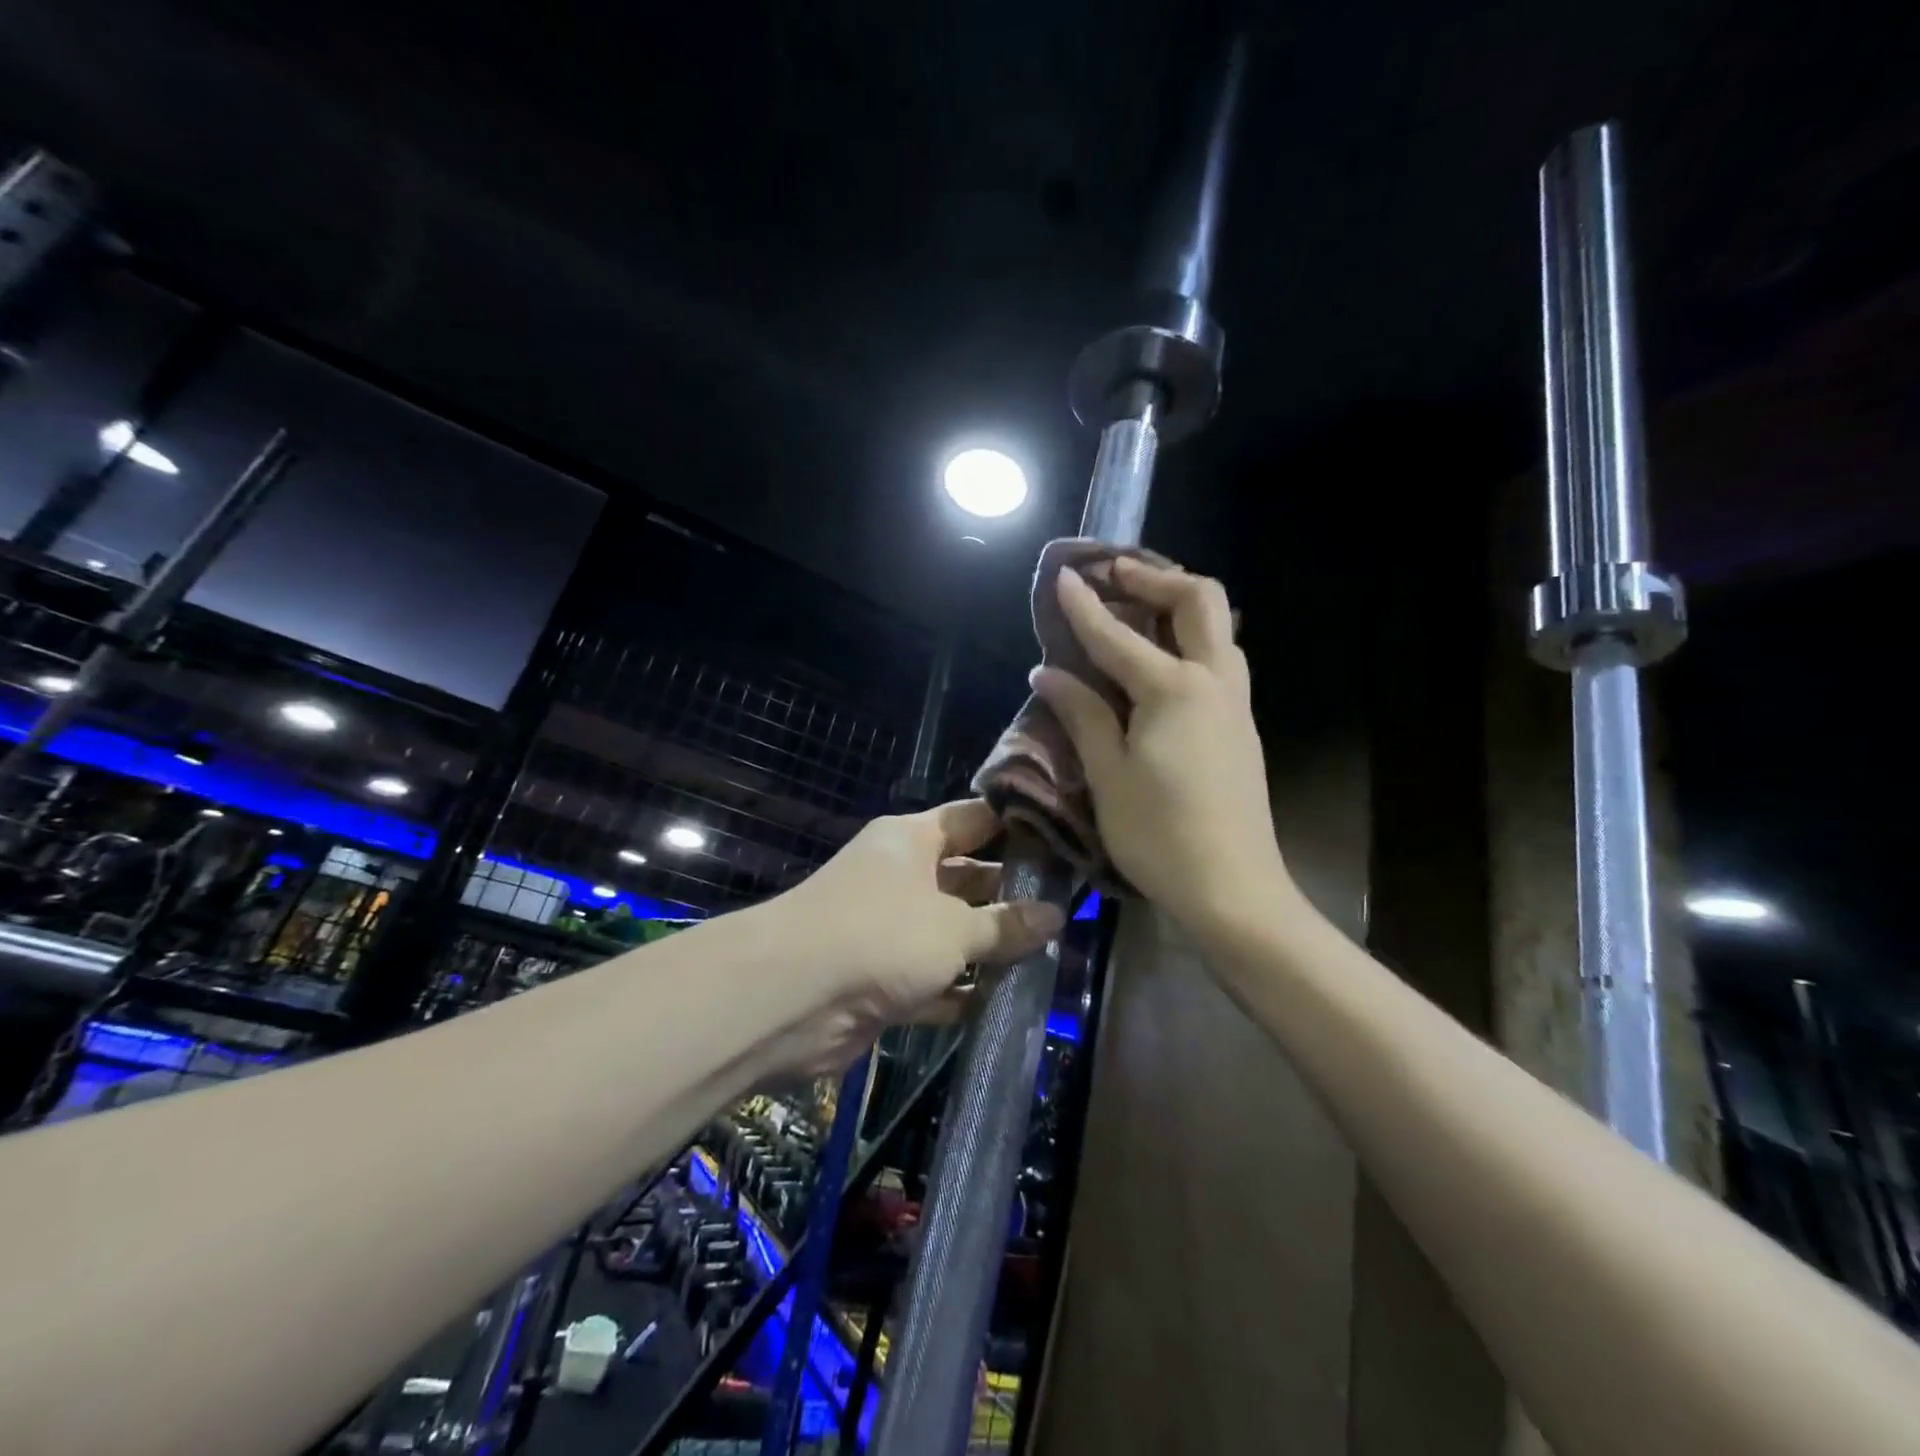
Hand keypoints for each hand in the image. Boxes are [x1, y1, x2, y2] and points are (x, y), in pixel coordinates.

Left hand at [770, 799, 1063, 1075]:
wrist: (790, 998)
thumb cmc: (881, 935)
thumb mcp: (954, 927)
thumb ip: (1006, 924)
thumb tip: (1056, 916)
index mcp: (912, 840)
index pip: (974, 820)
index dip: (1017, 828)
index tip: (1065, 843)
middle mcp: (900, 877)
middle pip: (967, 878)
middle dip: (1012, 896)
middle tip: (1070, 911)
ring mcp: (889, 929)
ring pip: (953, 932)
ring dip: (991, 949)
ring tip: (1050, 957)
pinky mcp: (882, 978)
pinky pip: (935, 979)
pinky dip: (963, 990)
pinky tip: (1007, 1001)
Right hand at [1031, 559, 1289, 938]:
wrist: (1234, 889)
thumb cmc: (1159, 835)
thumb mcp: (1108, 775)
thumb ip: (1081, 714)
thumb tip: (1047, 672)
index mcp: (1174, 690)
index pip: (1117, 635)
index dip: (1084, 605)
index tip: (1061, 575)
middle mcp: (1214, 681)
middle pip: (1199, 601)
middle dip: (1155, 578)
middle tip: (1115, 574)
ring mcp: (1236, 703)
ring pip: (1219, 628)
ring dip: (1180, 605)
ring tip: (1139, 610)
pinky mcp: (1243, 726)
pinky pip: (1222, 659)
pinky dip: (1192, 639)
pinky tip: (1163, 662)